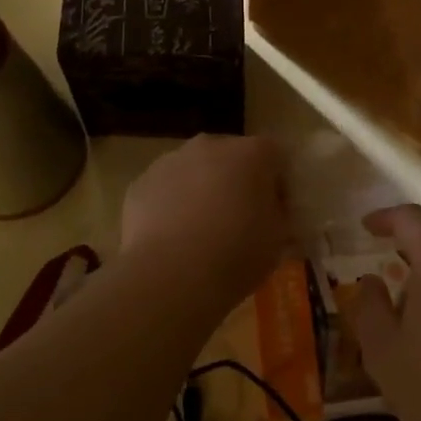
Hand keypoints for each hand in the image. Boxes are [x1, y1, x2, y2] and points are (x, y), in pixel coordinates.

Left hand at [119, 135, 287, 312]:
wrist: (171, 275)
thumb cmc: (237, 253)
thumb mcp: (277, 240)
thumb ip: (279, 218)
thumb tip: (274, 214)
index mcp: (251, 153)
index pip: (276, 155)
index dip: (279, 183)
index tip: (277, 212)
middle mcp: (210, 145)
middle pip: (231, 156)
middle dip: (237, 181)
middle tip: (239, 220)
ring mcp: (170, 160)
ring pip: (194, 170)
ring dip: (202, 190)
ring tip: (201, 233)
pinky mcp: (141, 182)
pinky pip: (164, 189)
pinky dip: (171, 205)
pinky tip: (173, 239)